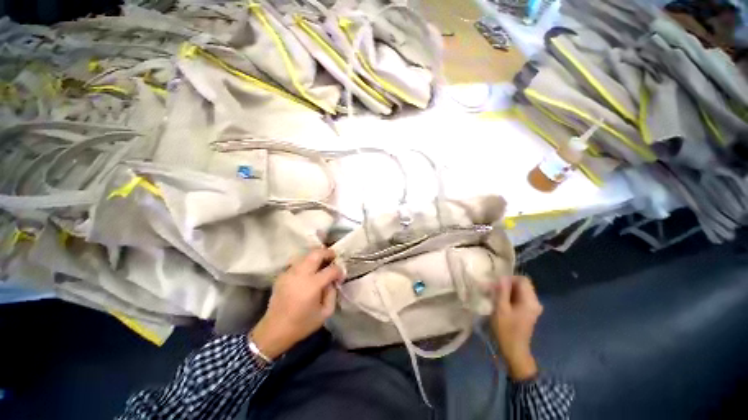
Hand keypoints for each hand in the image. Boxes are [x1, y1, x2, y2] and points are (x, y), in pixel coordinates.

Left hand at [250, 249, 343, 359]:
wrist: (274, 330)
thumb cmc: (302, 324)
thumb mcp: (325, 313)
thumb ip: (332, 294)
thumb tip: (332, 281)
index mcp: (313, 285)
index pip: (331, 270)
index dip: (339, 271)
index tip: (341, 276)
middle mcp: (301, 274)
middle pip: (316, 253)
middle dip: (328, 253)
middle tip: (333, 257)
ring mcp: (290, 272)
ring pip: (306, 255)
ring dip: (316, 256)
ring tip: (322, 262)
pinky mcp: (282, 275)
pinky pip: (297, 262)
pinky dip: (306, 262)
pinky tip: (308, 271)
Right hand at [490, 276, 542, 380]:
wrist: (514, 350)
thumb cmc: (506, 330)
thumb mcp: (501, 308)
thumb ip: (502, 291)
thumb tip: (502, 277)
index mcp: (530, 301)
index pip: (522, 280)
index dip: (509, 279)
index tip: (496, 284)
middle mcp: (535, 302)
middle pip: (521, 285)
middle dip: (506, 285)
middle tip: (493, 289)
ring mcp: (532, 307)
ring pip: (519, 291)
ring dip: (507, 291)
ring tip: (494, 295)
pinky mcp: (528, 312)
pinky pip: (519, 298)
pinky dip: (509, 297)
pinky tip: (500, 302)